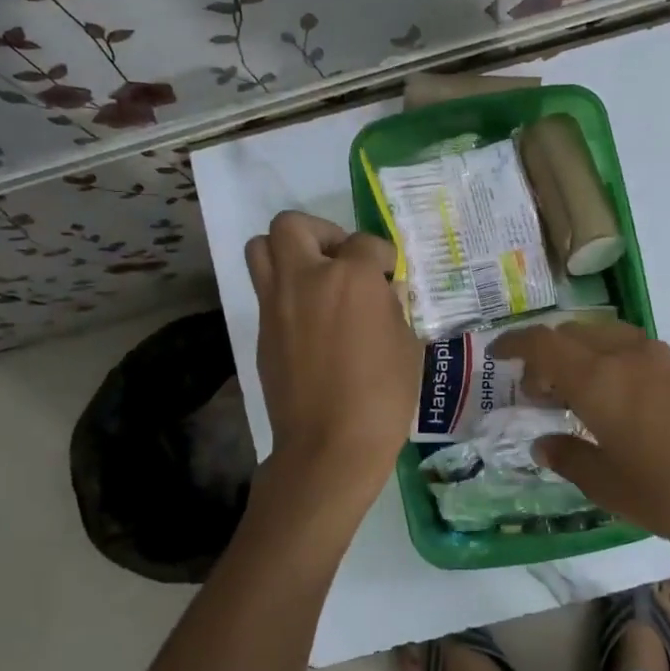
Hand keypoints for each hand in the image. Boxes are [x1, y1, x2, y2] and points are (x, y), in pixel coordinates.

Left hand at [246, 211, 419, 505]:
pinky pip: (266, 290)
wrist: (330, 445)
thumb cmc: (383, 396)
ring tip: (315, 279)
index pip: (366, 243)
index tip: (387, 276)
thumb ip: (394, 307)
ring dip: (288, 253)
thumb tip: (384, 290)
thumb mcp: (407, 345)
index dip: (381, 257)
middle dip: (321, 233)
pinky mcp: (262, 330)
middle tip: (341, 260)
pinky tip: (310, 319)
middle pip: (293, 225)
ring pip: (261, 248)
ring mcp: (276, 303)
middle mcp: (306, 278)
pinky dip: (285, 291)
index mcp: (351, 278)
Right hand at [491, 322, 669, 561]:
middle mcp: (630, 355)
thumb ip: (568, 457)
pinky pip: (638, 349)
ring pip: (607, 336)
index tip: (496, 356)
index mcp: (601, 381)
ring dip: (582, 353)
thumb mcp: (608, 487)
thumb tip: (543, 442)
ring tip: (579, 393)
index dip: (514, 344)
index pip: (544, 343)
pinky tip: (624, 398)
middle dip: (547, 352)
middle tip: (539, 390)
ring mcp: (666, 357)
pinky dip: (613, 360)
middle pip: (574, 333)